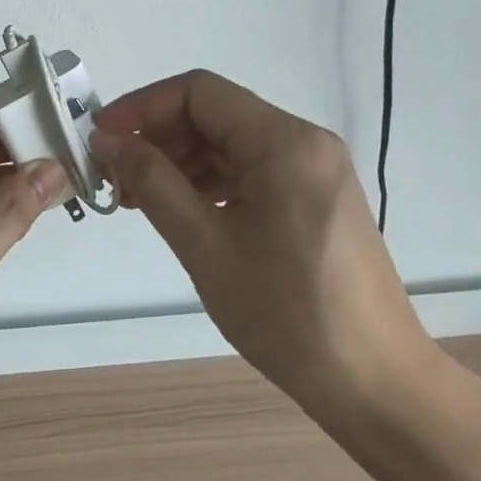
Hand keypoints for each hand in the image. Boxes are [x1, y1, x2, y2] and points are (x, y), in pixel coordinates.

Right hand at [91, 72, 440, 427]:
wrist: (378, 387)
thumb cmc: (288, 315)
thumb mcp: (205, 245)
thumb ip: (151, 182)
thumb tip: (107, 140)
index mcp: (284, 141)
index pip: (198, 92)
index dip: (142, 106)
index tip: (102, 138)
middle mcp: (304, 142)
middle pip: (214, 114)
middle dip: (157, 138)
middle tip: (113, 176)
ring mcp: (313, 170)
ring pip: (229, 143)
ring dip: (179, 161)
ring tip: (135, 199)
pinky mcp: (314, 197)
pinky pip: (249, 169)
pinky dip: (208, 182)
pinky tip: (179, 210)